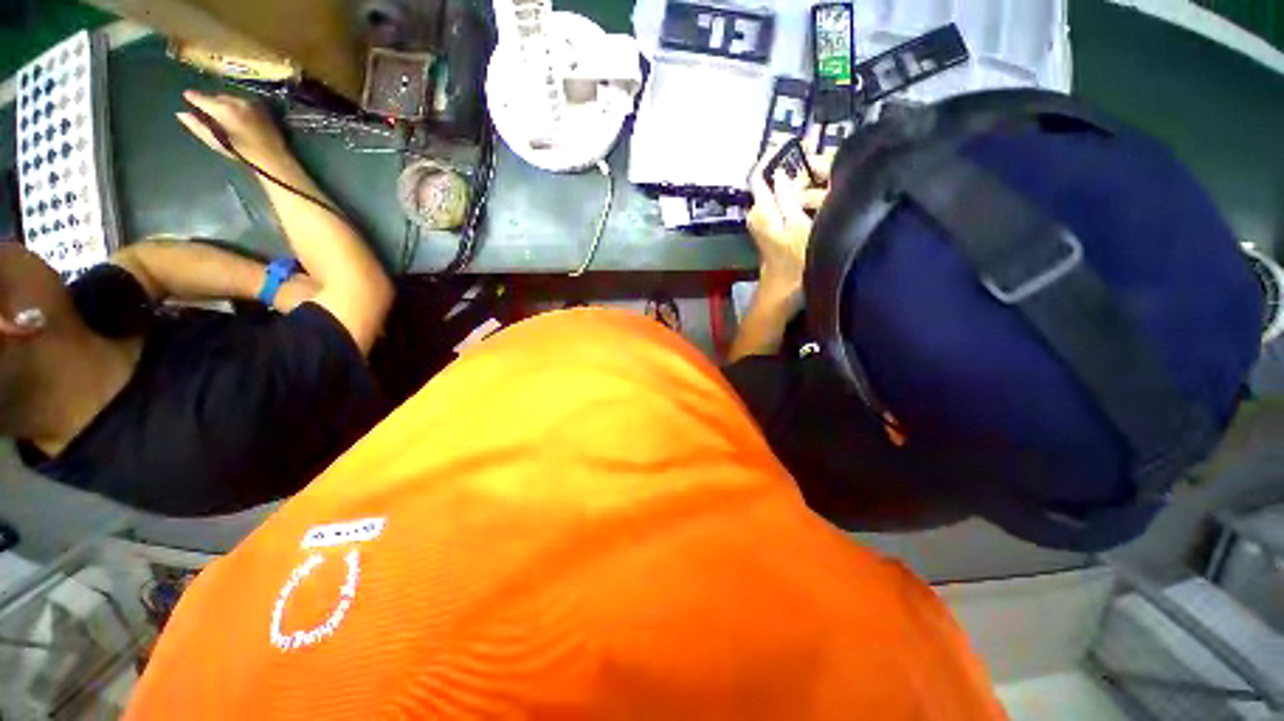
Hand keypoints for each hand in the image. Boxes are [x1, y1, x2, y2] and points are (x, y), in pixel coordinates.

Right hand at [176, 91, 288, 167]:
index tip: (186, 96)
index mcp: (225, 111)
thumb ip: (198, 127)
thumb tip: (181, 113)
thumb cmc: (243, 154)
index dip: (193, 97)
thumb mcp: (217, 142)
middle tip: (205, 110)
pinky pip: (241, 101)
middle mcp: (238, 102)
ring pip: (229, 97)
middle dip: (210, 102)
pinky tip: (235, 116)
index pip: (202, 98)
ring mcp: (251, 102)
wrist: (274, 159)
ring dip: (223, 103)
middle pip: (217, 96)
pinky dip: (234, 105)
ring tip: (220, 115)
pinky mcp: (261, 105)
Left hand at [746, 147, 830, 304]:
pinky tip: (824, 201)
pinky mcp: (775, 230)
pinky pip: (788, 206)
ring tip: (832, 184)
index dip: (773, 155)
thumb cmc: (793, 264)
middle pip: (775, 182)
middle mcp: (759, 214)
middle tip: (827, 166)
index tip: (794, 142)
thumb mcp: (796, 228)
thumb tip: (781, 172)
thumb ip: (787, 198)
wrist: (784, 295)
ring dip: (805, 186)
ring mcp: (766, 223)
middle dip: (799, 170)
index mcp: (761, 210)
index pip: (759, 174)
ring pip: (784, 194)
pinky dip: (803, 200)